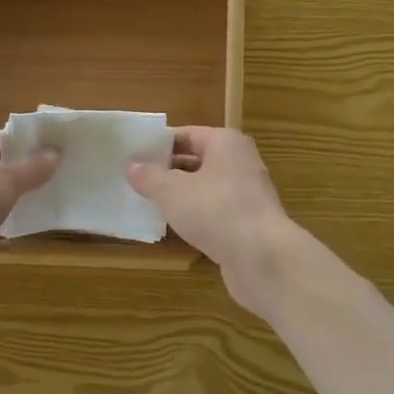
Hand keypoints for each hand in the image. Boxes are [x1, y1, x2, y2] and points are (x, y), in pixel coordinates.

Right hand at [127, 127, 299, 317]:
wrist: (263, 258)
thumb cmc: (216, 211)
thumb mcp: (173, 191)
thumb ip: (149, 177)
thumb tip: (131, 165)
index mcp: (225, 143)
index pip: (186, 135)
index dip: (158, 144)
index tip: (132, 156)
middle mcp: (239, 163)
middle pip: (196, 161)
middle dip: (166, 171)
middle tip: (133, 181)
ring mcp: (245, 195)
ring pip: (204, 189)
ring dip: (179, 196)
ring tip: (145, 204)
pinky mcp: (246, 223)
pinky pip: (213, 212)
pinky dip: (194, 217)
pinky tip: (171, 228)